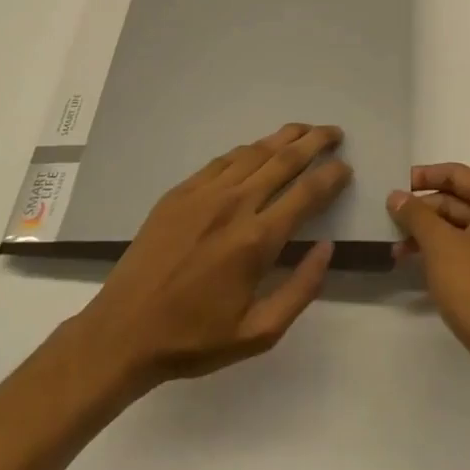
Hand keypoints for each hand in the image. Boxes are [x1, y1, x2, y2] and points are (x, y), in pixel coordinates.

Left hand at [73, 123, 351, 395]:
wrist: (122, 332)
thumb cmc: (194, 338)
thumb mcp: (259, 334)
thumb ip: (301, 290)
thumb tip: (327, 248)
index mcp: (256, 240)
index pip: (307, 193)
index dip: (332, 175)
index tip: (346, 167)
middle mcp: (234, 205)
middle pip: (283, 159)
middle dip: (314, 141)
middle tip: (334, 133)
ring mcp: (203, 193)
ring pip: (253, 152)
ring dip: (283, 137)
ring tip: (304, 131)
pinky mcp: (179, 192)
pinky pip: (223, 160)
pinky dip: (248, 150)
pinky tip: (257, 150)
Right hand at [388, 164, 469, 393]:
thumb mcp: (441, 247)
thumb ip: (416, 216)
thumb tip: (397, 195)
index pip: (456, 174)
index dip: (424, 177)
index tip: (395, 186)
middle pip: (460, 200)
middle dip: (424, 210)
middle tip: (390, 222)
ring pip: (463, 228)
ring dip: (431, 235)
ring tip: (397, 250)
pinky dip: (446, 253)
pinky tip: (420, 268)